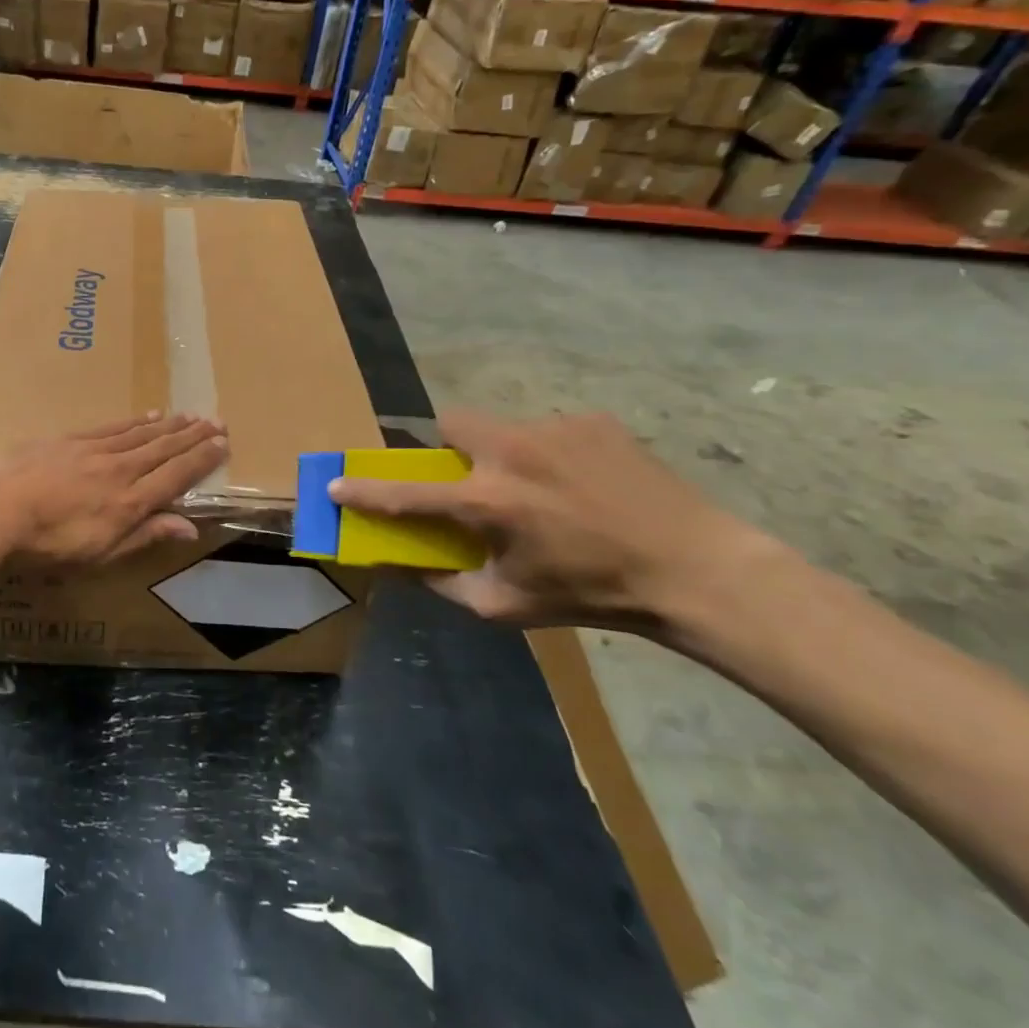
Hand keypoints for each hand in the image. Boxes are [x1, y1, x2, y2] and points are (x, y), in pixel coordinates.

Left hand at [0, 413, 228, 568]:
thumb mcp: (100, 554)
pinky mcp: (71, 439)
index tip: (223, 444)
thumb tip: (189, 525)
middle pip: (164, 449)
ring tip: (191, 416)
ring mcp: (95, 450)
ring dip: (170, 425)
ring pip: (142, 433)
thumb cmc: (47, 546)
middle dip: (193, 436)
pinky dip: (135, 420)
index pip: (177, 475)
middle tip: (218, 421)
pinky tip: (148, 415)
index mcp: (130, 502)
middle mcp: (120, 469)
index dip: (203, 459)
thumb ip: (145, 535)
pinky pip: (113, 426)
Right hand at [328, 410, 777, 634]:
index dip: (363, 490)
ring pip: (503, 427)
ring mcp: (554, 429)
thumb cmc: (591, 595)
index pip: (405, 492)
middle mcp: (511, 453)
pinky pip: (549, 430)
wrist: (693, 569)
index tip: (335, 484)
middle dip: (447, 446)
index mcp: (487, 502)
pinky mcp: (592, 421)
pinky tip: (584, 486)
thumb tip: (403, 566)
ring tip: (543, 491)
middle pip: (449, 422)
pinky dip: (550, 454)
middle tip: (470, 479)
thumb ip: (444, 584)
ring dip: (504, 455)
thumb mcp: (507, 606)